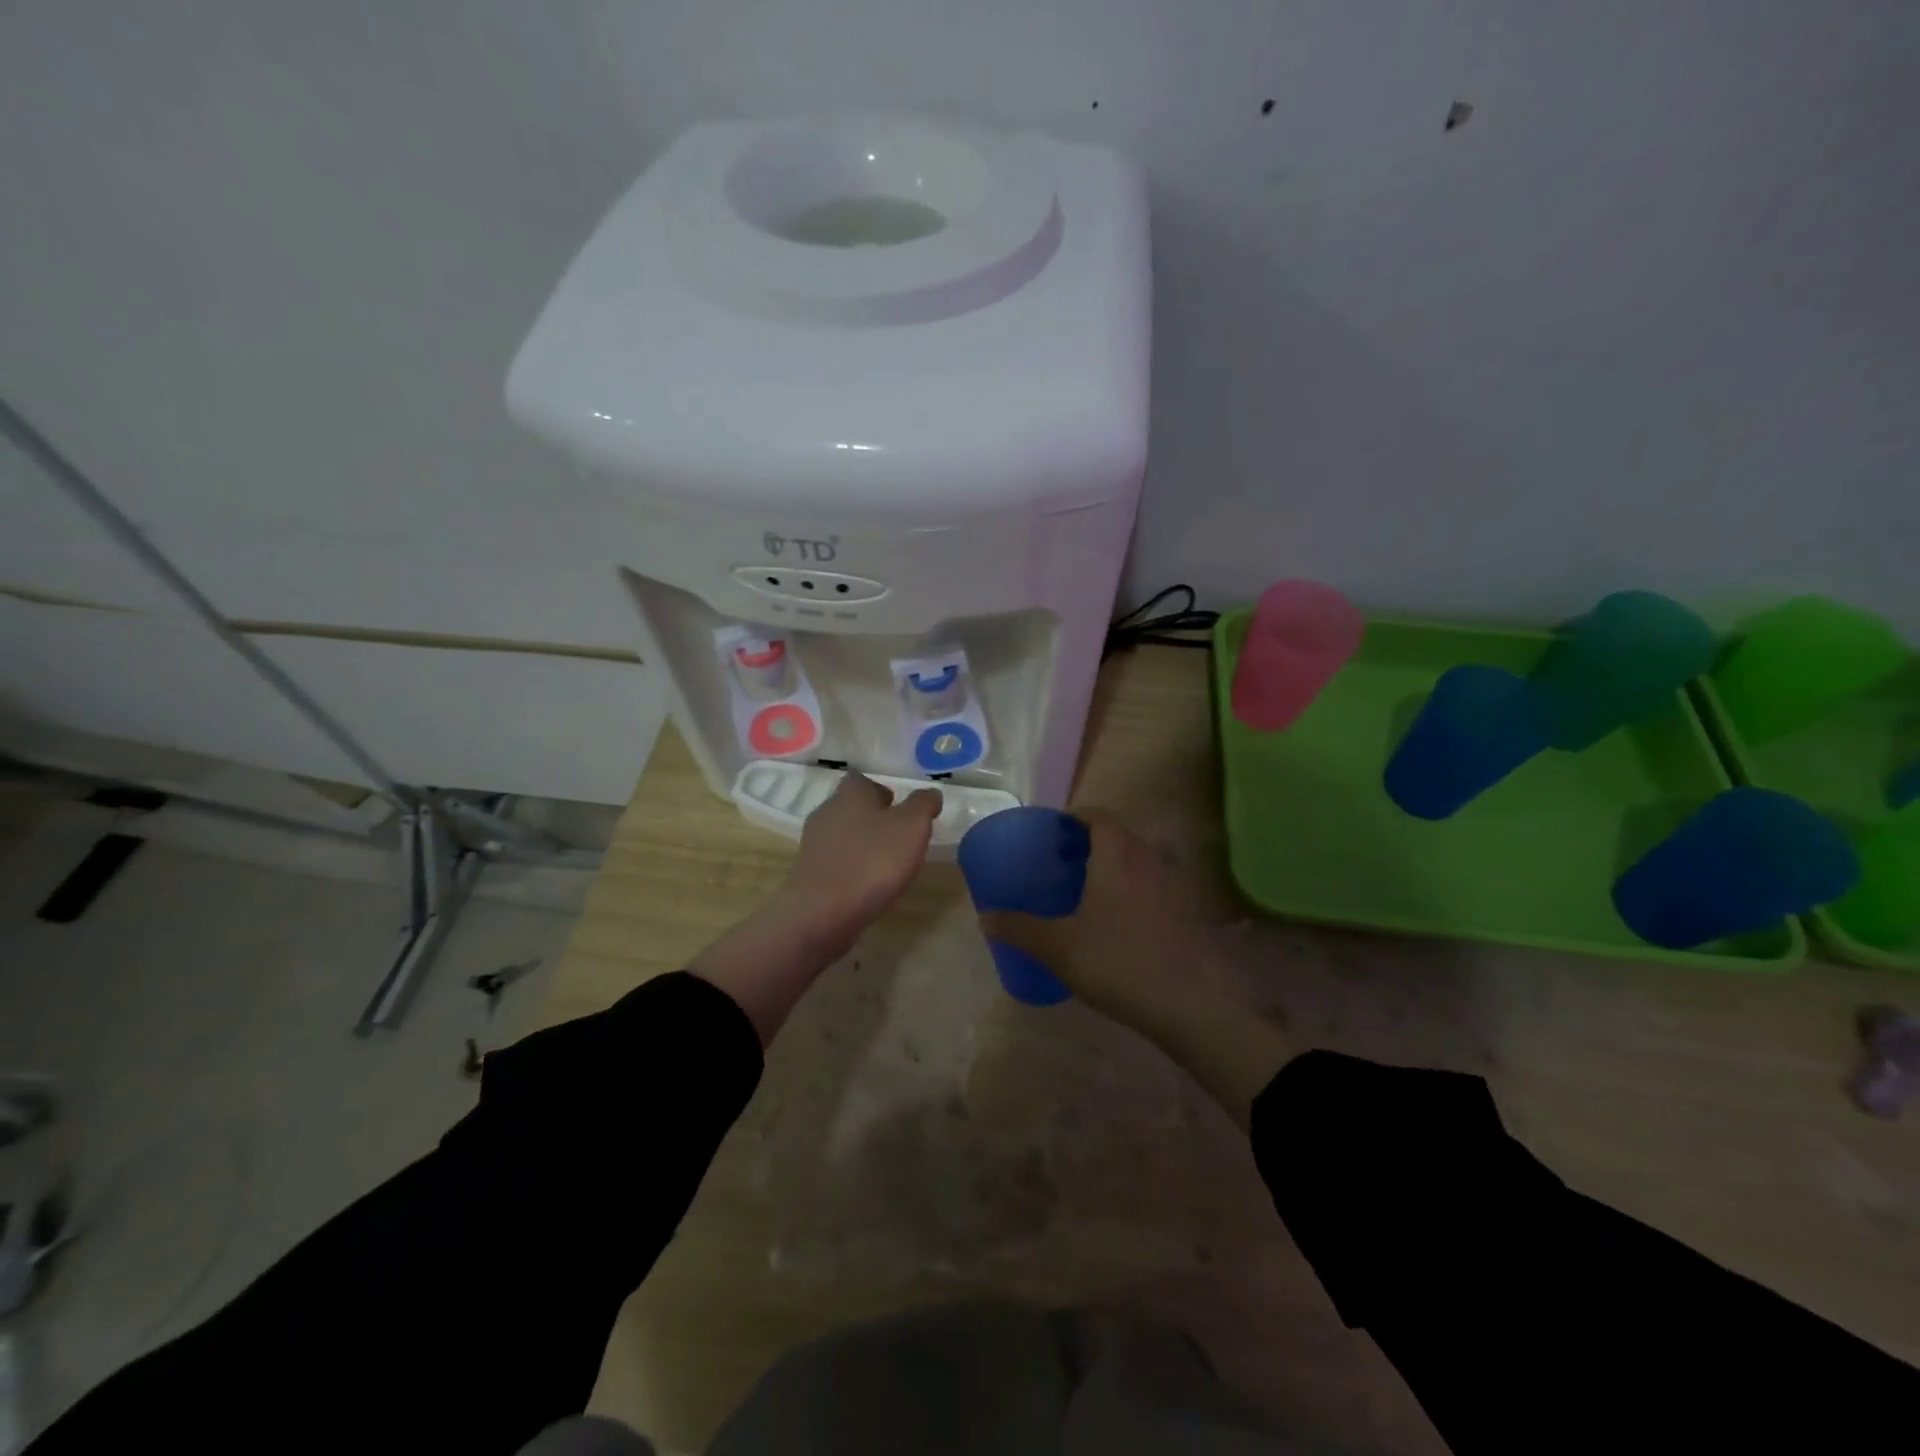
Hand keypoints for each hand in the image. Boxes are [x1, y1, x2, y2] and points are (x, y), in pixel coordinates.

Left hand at [771, 772, 942, 960]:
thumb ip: (923, 804)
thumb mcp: (912, 826)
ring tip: (887, 865)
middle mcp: (827, 811)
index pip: (863, 780)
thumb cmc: (873, 860)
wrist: (824, 911)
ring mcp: (814, 843)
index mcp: (851, 793)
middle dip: (873, 819)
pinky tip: (867, 885)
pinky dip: (852, 868)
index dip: (882, 792)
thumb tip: (930, 793)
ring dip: (863, 845)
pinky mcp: (809, 872)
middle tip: (899, 838)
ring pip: (843, 835)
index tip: (900, 809)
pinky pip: (836, 862)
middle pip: (852, 807)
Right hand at [979, 809, 1291, 1126]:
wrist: (1191, 1004)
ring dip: (1112, 869)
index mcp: (1117, 852)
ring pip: (1137, 862)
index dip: (1071, 819)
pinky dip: (1131, 892)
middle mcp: (1149, 857)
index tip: (1050, 836)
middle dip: (1088, 845)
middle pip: (1117, 836)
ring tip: (1084, 894)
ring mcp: (1173, 884)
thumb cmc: (1118, 961)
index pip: (1095, 815)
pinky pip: (1152, 887)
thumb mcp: (1059, 946)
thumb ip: (1020, 928)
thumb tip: (986, 917)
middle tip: (1060, 866)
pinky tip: (1115, 924)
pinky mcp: (1187, 912)